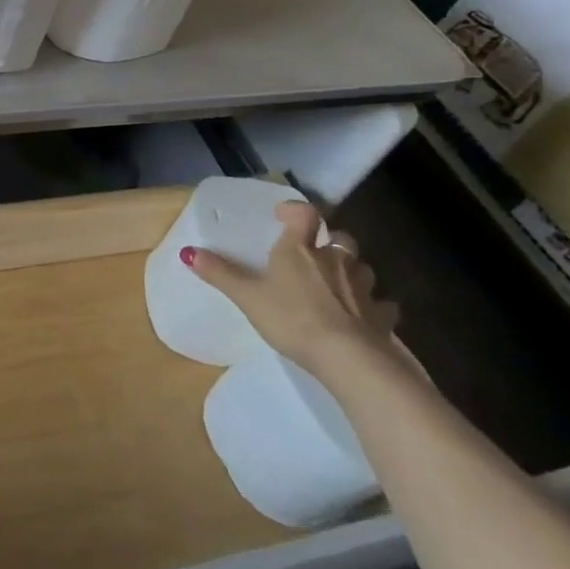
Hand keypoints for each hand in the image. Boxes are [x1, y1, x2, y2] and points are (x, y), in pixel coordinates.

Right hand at [182, 200, 399, 376]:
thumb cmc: (292, 318)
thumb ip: (220, 273)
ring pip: (363, 268)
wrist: (348, 358)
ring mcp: (363, 288)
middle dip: (330, 240)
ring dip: (353, 270)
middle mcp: (335, 260)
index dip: (295, 210)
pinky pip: (382, 306)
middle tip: (316, 252)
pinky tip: (367, 317)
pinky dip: (375, 307)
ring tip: (340, 283)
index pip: (304, 214)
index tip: (283, 215)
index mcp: (301, 250)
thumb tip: (187, 251)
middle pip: (340, 238)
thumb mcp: (247, 296)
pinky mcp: (381, 317)